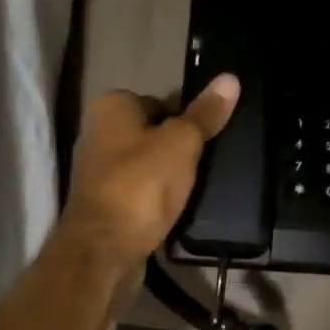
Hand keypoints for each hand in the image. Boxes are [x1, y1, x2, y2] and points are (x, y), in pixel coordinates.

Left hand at [60, 75, 241, 264]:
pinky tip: (181, 208)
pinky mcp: (105, 204)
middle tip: (211, 160)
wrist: (104, 250)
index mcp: (112, 106)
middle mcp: (98, 133)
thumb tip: (230, 78)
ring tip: (201, 185)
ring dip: (170, 175)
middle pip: (154, 132)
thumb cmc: (142, 183)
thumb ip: (205, 113)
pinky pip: (142, 191)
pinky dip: (159, 198)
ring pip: (148, 164)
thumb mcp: (182, 142)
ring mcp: (99, 171)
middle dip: (180, 146)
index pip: (160, 100)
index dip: (188, 116)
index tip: (212, 135)